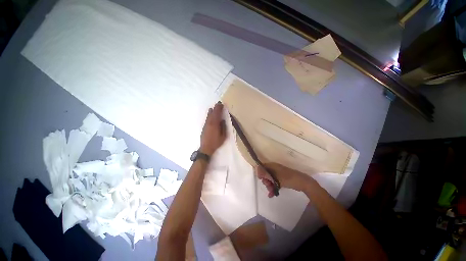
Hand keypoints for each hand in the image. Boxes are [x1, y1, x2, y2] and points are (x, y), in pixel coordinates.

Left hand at [200, 102, 226, 155]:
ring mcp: (206, 124)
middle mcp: (209, 123)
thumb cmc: (216, 142)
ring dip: (212, 111)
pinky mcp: (204, 127)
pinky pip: (207, 118)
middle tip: (218, 104)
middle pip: (212, 113)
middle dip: (216, 108)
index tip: (221, 104)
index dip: (219, 108)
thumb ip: (223, 127)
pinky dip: (209, 114)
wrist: (205, 148)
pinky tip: (210, 113)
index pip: (217, 114)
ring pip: (209, 115)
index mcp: (214, 124)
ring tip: (214, 107)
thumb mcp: (223, 136)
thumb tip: (222, 120)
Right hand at [255, 163, 315, 196]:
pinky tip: (272, 194)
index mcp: (272, 165)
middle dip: (266, 181)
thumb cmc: (288, 178)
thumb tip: (256, 168)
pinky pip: (274, 182)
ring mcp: (278, 174)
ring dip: (269, 185)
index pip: (262, 166)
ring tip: (271, 192)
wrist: (302, 183)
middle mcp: (274, 168)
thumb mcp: (275, 176)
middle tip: (268, 186)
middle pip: (265, 174)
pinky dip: (273, 187)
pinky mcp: (281, 179)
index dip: (260, 172)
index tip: (261, 179)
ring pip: (270, 179)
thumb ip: (265, 173)